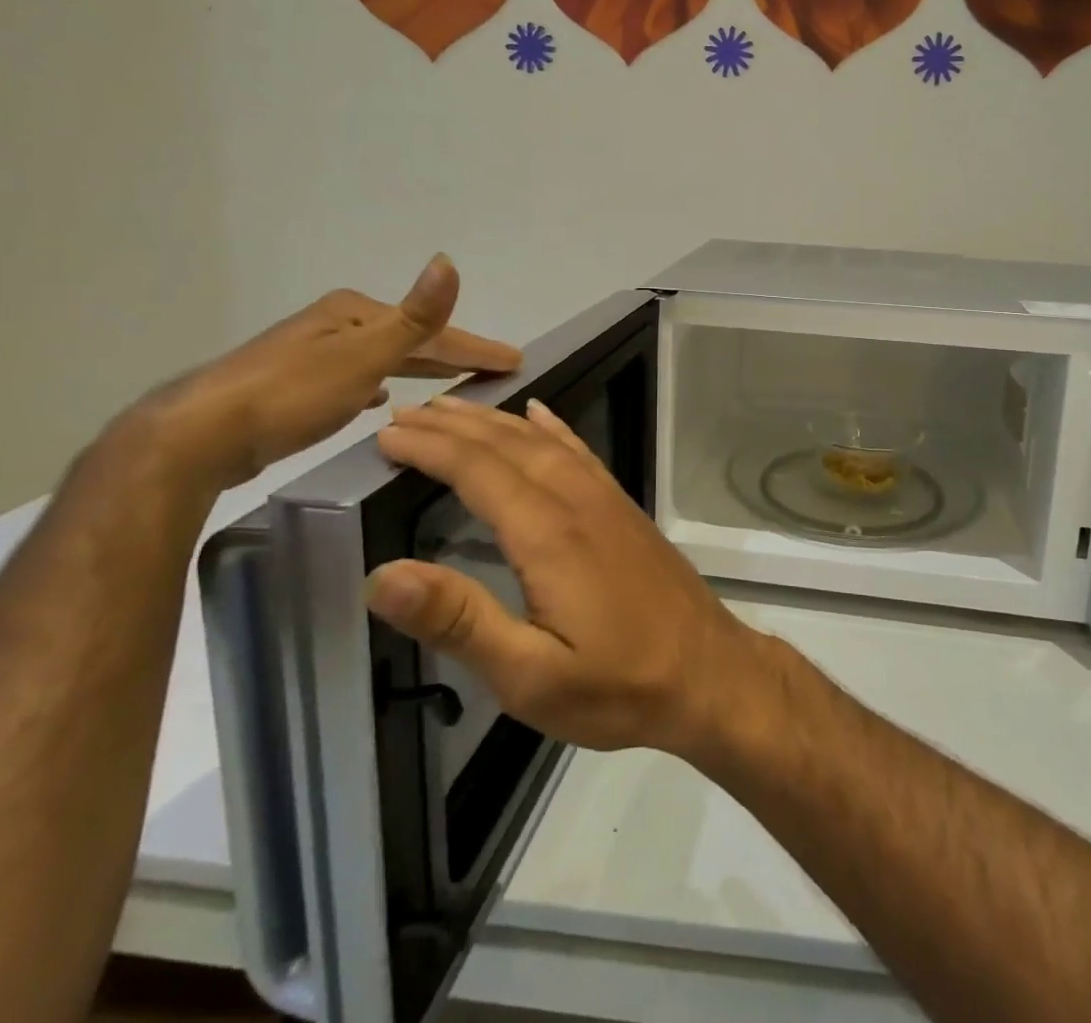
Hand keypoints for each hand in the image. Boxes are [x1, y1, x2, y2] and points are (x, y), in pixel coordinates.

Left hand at [132, 255, 520, 491]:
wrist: (200, 435)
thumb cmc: (292, 393)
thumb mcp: (363, 354)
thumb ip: (414, 316)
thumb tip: (447, 260)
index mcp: (355, 313)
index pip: (432, 330)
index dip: (476, 346)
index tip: (515, 360)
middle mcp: (336, 325)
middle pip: (409, 339)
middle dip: (451, 354)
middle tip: (493, 369)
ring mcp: (314, 354)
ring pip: (384, 358)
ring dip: (419, 366)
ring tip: (450, 380)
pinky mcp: (296, 386)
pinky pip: (359, 378)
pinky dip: (382, 382)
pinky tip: (383, 398)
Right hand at [367, 398, 764, 756]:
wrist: (708, 672)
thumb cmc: (617, 684)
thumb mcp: (529, 676)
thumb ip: (459, 621)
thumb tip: (383, 574)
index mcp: (548, 533)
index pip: (477, 470)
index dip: (429, 448)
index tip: (386, 435)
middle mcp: (576, 500)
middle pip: (508, 444)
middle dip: (453, 425)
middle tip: (406, 412)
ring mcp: (606, 499)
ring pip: (543, 441)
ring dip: (495, 420)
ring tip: (455, 407)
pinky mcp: (623, 508)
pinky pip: (579, 451)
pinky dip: (552, 428)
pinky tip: (539, 416)